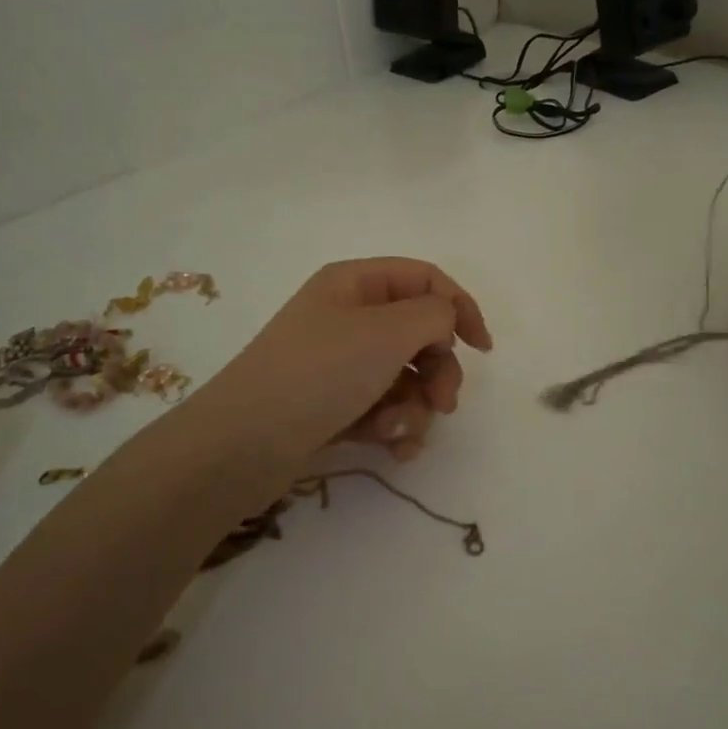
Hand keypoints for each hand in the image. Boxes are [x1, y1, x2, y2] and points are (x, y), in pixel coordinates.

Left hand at [191, 258, 492, 466]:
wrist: (244, 444)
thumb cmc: (320, 373)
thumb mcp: (388, 331)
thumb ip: (435, 315)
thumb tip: (445, 321)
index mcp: (355, 283)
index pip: (425, 279)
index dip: (460, 308)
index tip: (483, 349)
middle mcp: (348, 317)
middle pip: (420, 333)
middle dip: (439, 371)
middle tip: (444, 403)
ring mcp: (339, 364)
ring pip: (406, 378)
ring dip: (416, 408)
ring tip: (400, 432)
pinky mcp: (334, 406)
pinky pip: (383, 409)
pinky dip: (395, 428)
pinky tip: (393, 449)